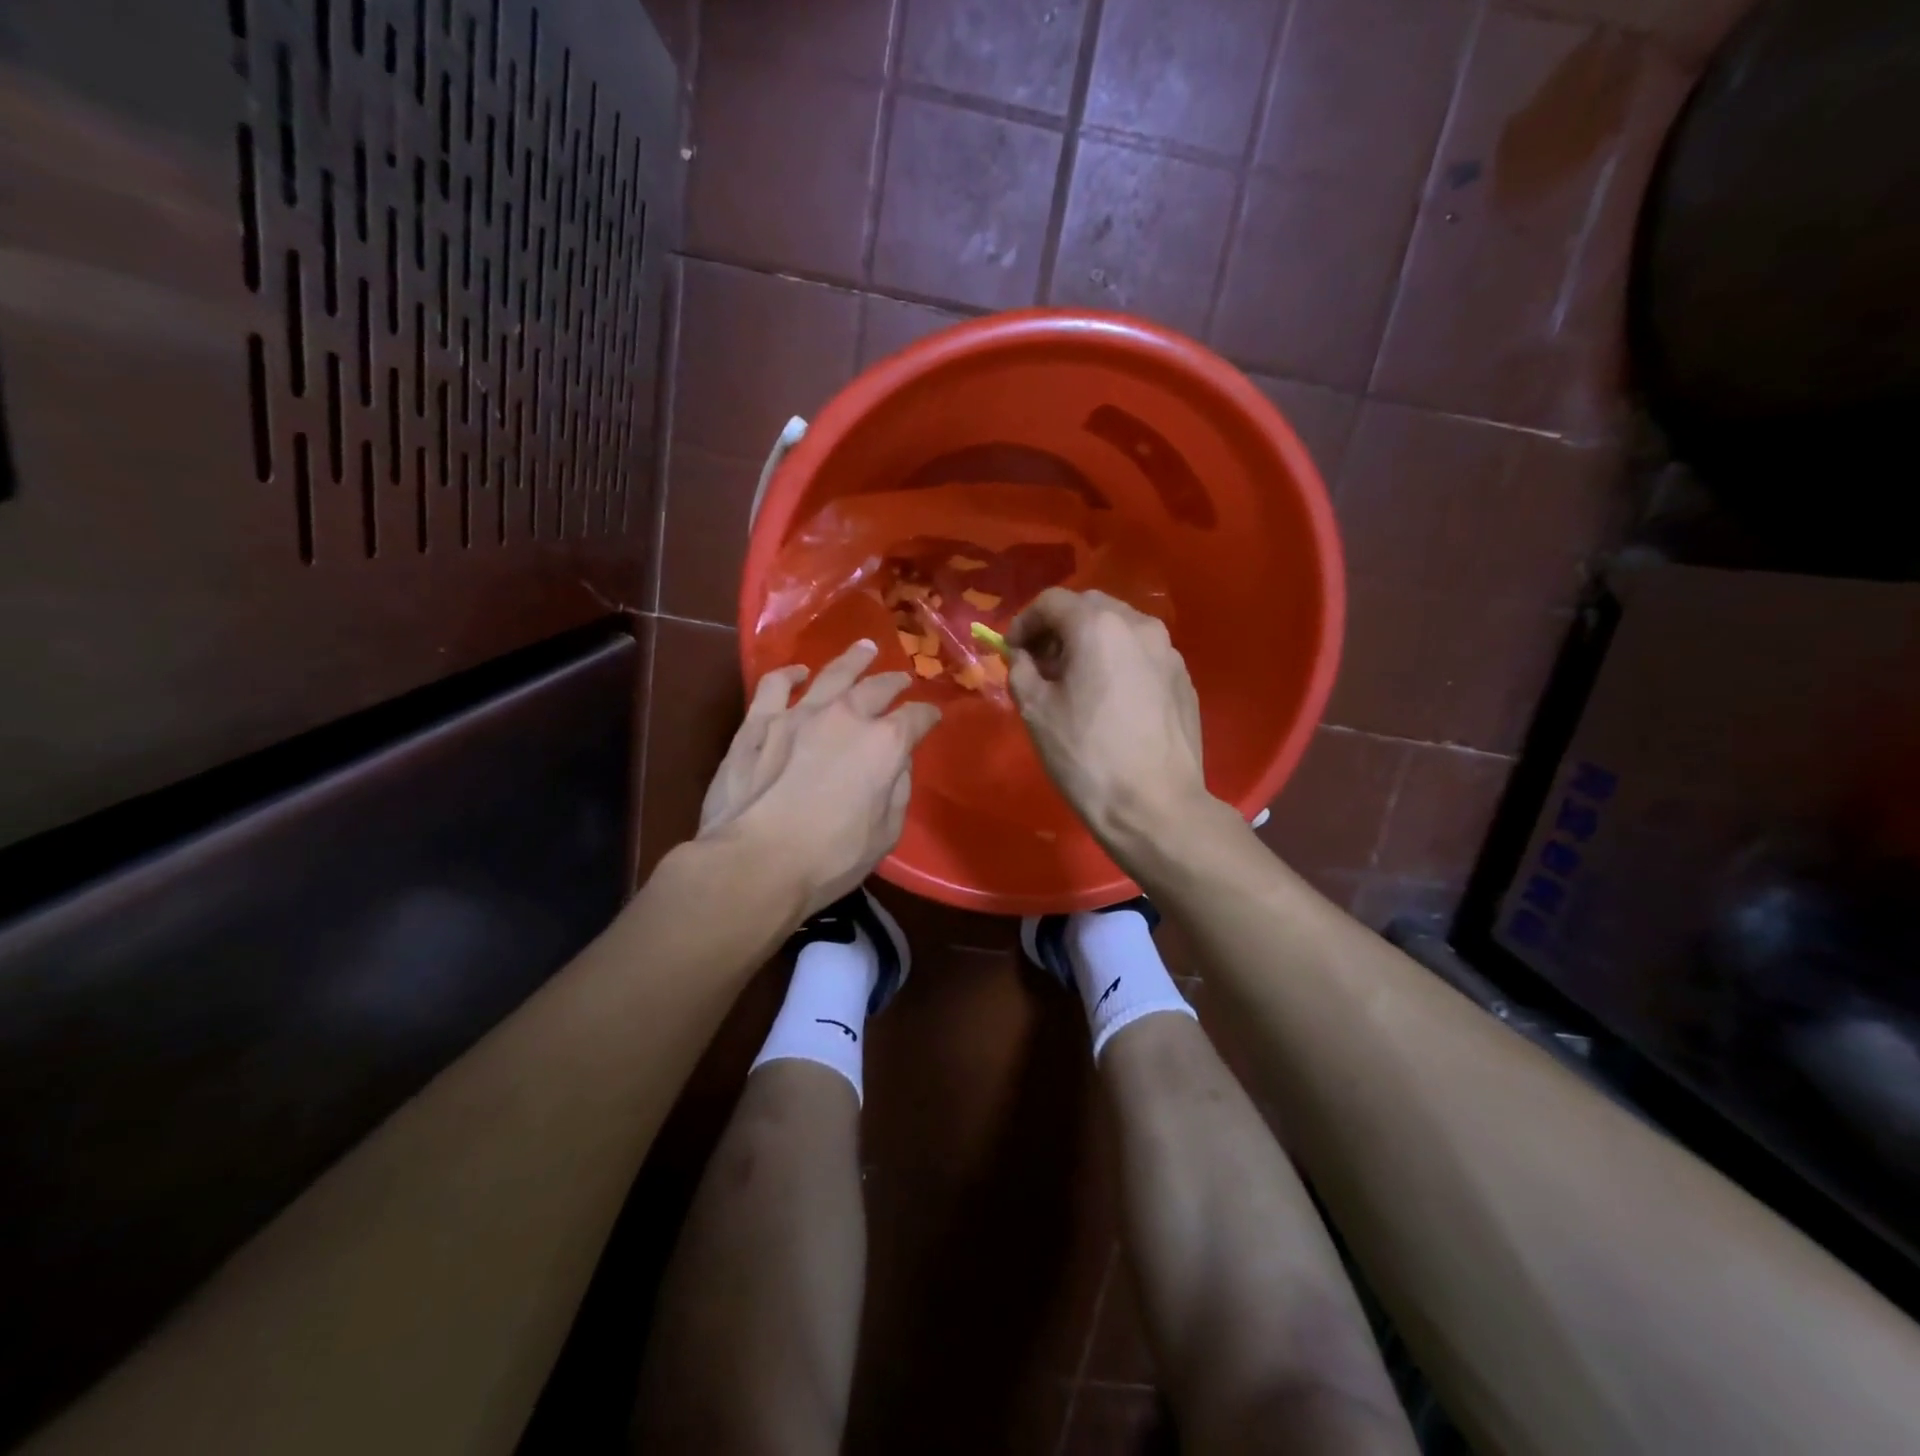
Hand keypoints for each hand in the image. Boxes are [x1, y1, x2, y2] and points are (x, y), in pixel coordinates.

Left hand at [699, 639, 940, 917]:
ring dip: (852, 660)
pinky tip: (797, 673)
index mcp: (884, 744)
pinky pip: (774, 685)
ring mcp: (798, 714)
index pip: (916, 719)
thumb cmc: (830, 858)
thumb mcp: (885, 834)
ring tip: (864, 648)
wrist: (755, 862)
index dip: (927, 716)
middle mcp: (845, 717)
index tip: (932, 717)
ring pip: (831, 674)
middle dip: (894, 682)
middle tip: (902, 679)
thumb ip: (897, 790)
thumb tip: (897, 763)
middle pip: (877, 688)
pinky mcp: (758, 723)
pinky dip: (789, 675)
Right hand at [1007, 588, 1209, 849]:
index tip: (1012, 652)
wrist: (1155, 806)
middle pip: (1090, 608)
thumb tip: (1022, 656)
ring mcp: (1169, 652)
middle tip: (1041, 664)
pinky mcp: (1184, 680)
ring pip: (1120, 630)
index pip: (1052, 601)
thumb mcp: (1035, 711)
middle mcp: (1140, 626)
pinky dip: (1118, 663)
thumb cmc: (1087, 756)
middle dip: (1058, 629)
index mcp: (1099, 626)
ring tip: (1075, 683)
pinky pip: (1142, 656)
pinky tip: (1109, 701)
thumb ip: (1020, 669)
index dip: (1024, 621)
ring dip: (1090, 644)